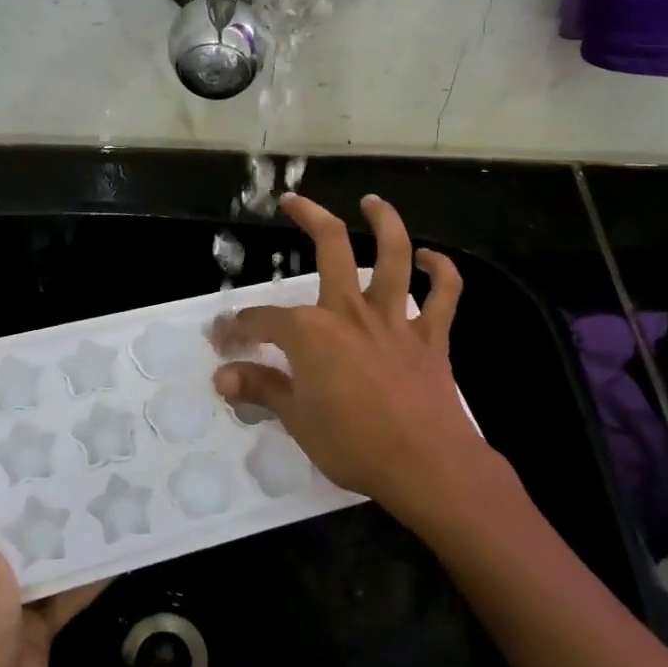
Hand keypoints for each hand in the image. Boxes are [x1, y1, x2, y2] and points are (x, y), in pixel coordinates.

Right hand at [212, 194, 500, 529]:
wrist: (426, 465)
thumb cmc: (354, 445)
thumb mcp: (297, 420)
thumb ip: (261, 389)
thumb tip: (223, 377)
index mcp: (312, 332)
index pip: (263, 320)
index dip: (238, 326)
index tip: (223, 337)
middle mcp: (351, 311)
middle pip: (331, 247)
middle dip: (309, 217)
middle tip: (292, 201)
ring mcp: (395, 320)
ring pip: (394, 255)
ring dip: (384, 222)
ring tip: (372, 202)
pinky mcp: (431, 337)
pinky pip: (444, 295)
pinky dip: (442, 272)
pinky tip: (432, 259)